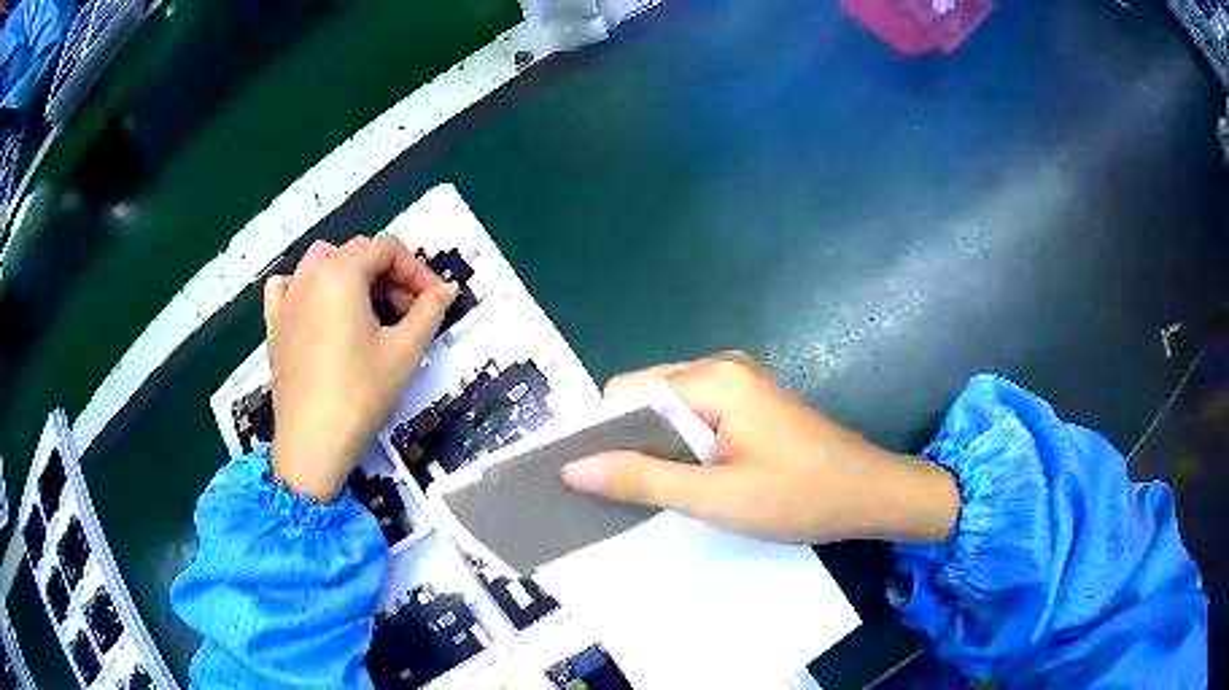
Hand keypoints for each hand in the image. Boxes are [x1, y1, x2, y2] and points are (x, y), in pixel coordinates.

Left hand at [264, 237, 457, 502]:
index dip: (417, 270)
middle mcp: (311, 274)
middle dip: (388, 273)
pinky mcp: (274, 323)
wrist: (313, 443)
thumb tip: (447, 288)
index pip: (387, 249)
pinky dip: (306, 285)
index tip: (434, 299)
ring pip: (321, 261)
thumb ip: (430, 310)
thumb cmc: (361, 394)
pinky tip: (317, 307)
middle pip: (356, 252)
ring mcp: (287, 298)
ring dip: (350, 271)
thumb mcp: (405, 351)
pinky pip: (287, 286)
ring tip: (367, 305)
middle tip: (408, 310)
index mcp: (342, 273)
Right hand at [561, 353, 960, 544]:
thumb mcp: (716, 497)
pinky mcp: (749, 402)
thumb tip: (573, 467)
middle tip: (622, 493)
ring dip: (654, 447)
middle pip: (645, 396)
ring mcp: (738, 382)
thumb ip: (642, 479)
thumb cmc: (799, 496)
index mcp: (711, 378)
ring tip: (651, 491)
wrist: (869, 494)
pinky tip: (686, 479)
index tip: (587, 477)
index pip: (626, 393)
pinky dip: (679, 445)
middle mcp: (720, 366)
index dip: (602, 433)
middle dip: (628, 442)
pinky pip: (693, 416)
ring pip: (668, 409)